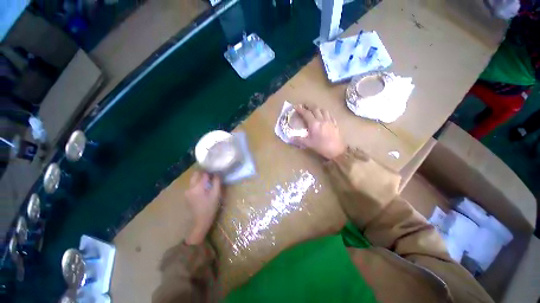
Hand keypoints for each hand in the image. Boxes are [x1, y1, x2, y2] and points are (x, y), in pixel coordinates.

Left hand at [185, 171, 221, 244]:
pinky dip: (198, 184)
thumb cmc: (210, 207)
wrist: (200, 221)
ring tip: (209, 182)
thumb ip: (217, 182)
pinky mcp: (187, 196)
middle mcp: (190, 187)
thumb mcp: (216, 194)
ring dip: (200, 179)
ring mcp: (187, 192)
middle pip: (196, 175)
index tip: (215, 172)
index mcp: (197, 187)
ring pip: (194, 180)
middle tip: (212, 175)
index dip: (210, 172)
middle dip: (203, 173)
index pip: (204, 174)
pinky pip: (193, 185)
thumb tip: (217, 173)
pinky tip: (204, 189)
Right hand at [293, 104, 345, 159]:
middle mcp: (322, 120)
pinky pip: (330, 115)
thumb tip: (290, 138)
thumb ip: (299, 139)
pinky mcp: (335, 124)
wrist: (337, 150)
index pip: (306, 113)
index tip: (296, 107)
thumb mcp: (309, 144)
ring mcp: (329, 121)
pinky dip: (325, 113)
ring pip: (323, 110)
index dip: (301, 109)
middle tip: (304, 106)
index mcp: (314, 124)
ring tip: (314, 111)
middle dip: (309, 106)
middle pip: (315, 109)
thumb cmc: (321, 147)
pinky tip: (324, 117)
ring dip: (318, 109)